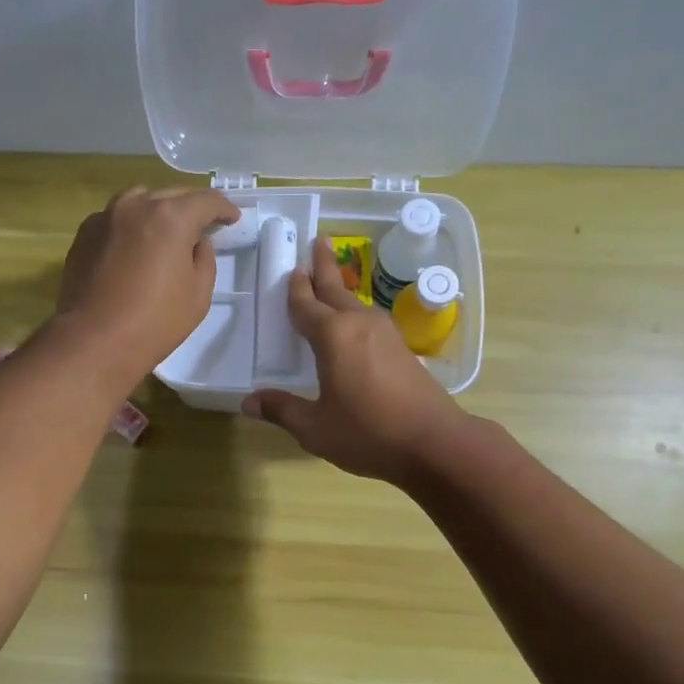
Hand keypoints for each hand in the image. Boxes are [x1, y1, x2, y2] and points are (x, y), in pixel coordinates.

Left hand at [53, 186, 238, 384]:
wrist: (94, 341)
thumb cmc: (154, 322)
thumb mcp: (198, 294)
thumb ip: (204, 258)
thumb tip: (197, 241)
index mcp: (171, 217)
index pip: (206, 200)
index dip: (224, 208)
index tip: (232, 219)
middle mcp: (136, 206)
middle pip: (172, 194)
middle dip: (192, 207)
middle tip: (203, 226)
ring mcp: (106, 216)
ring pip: (141, 200)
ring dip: (159, 210)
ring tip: (167, 230)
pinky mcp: (85, 232)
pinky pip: (116, 217)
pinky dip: (132, 224)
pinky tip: (135, 245)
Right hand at [242, 236, 466, 483]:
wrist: (434, 443)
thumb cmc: (368, 433)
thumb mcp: (316, 428)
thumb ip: (282, 410)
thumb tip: (248, 402)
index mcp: (333, 336)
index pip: (306, 305)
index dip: (296, 288)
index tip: (291, 268)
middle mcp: (359, 324)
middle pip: (335, 289)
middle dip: (323, 266)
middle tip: (317, 241)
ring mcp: (385, 334)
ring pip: (355, 302)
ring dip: (339, 288)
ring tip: (329, 279)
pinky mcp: (401, 348)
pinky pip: (368, 319)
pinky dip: (353, 310)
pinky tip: (353, 322)